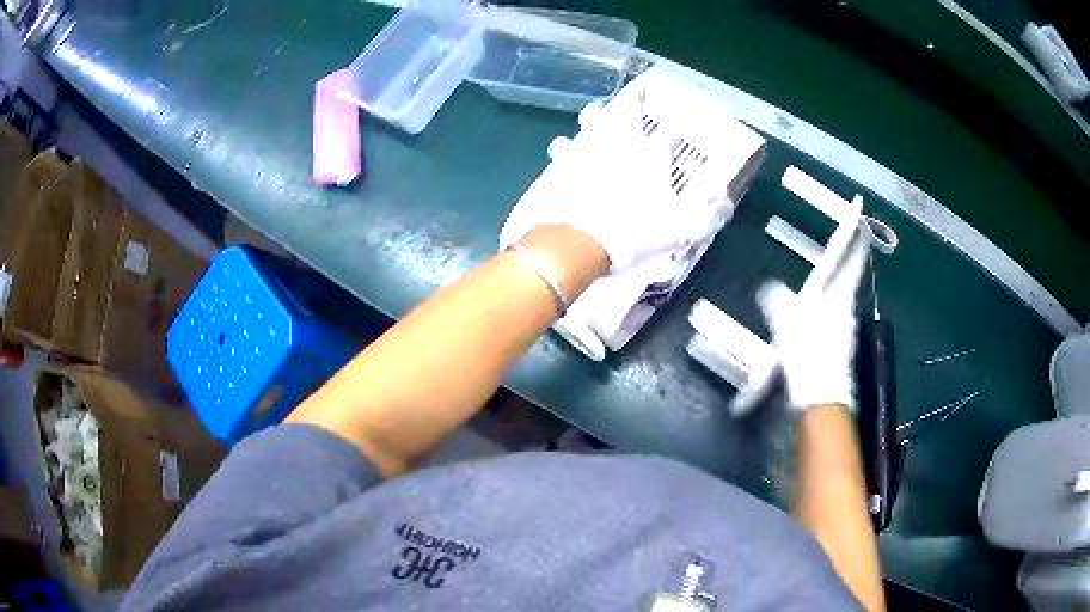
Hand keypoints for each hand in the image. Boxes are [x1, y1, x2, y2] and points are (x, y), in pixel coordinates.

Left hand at [500, 98, 730, 270]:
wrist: (581, 241)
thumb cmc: (634, 232)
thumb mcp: (680, 231)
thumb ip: (707, 217)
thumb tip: (724, 201)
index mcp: (651, 156)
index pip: (673, 128)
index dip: (682, 115)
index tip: (688, 106)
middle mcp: (620, 145)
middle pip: (625, 113)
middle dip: (632, 102)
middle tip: (634, 95)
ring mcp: (589, 151)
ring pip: (591, 122)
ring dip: (594, 116)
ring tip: (594, 111)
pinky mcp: (563, 165)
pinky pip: (563, 147)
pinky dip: (563, 145)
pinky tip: (560, 145)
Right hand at [732, 225, 869, 414]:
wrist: (820, 396)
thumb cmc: (807, 356)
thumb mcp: (786, 325)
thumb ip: (778, 303)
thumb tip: (768, 287)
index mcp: (837, 298)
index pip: (848, 258)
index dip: (854, 234)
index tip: (861, 211)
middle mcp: (846, 308)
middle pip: (851, 271)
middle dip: (853, 250)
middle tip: (856, 228)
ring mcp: (844, 325)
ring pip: (844, 290)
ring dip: (844, 272)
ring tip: (841, 259)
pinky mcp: (839, 341)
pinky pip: (836, 309)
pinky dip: (832, 296)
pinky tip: (821, 302)